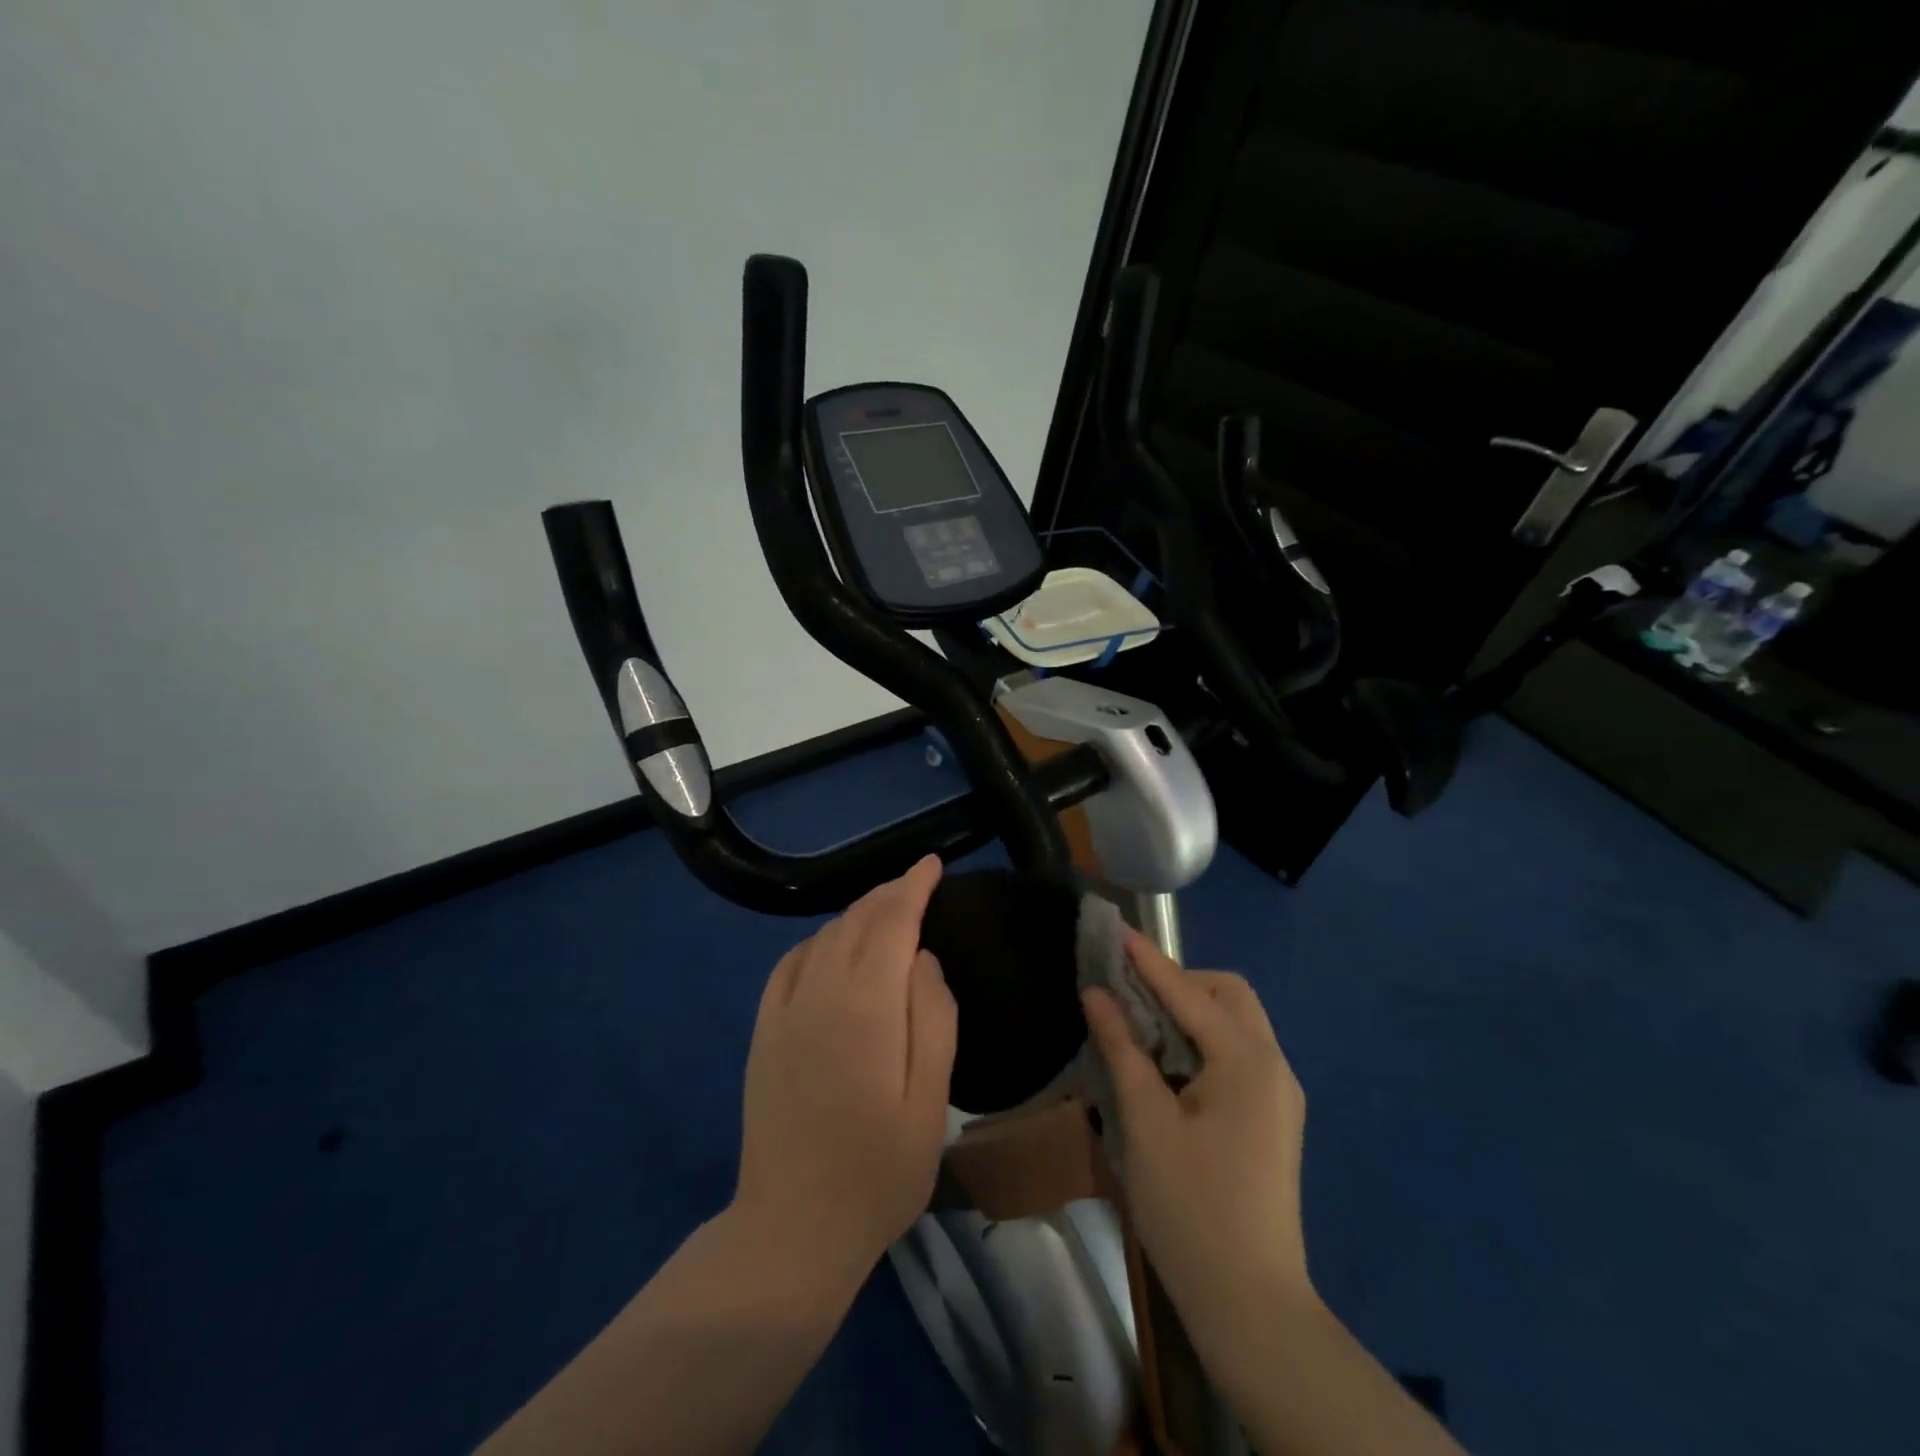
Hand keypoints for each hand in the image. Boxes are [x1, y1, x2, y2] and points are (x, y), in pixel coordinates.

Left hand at [733, 855, 956, 1285]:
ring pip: (824, 937)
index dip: (913, 886)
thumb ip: (932, 1018)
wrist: (792, 1228)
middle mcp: (819, 992)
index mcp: (865, 1004)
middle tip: (916, 883)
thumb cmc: (877, 1170)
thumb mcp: (930, 1100)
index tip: (932, 865)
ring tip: (885, 910)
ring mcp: (784, 1011)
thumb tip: (922, 959)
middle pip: (856, 920)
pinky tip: (830, 947)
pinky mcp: (764, 1032)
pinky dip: (818, 941)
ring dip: (856, 914)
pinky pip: (790, 964)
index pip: (892, 921)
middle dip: (888, 894)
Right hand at [1082, 931, 1312, 1332]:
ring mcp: (1279, 1094)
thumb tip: (1097, 994)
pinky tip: (1168, 1064)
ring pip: (1236, 1023)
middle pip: (1228, 995)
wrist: (1251, 1306)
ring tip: (1141, 1026)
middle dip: (1180, 982)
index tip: (1114, 931)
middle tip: (1130, 995)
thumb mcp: (1146, 1123)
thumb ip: (1122, 1049)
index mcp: (1247, 1062)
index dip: (1148, 960)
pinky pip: (1238, 1054)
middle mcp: (1274, 1066)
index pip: (1189, 992)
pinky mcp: (1273, 1118)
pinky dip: (1202, 1040)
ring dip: (1190, 1010)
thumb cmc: (1191, 1209)